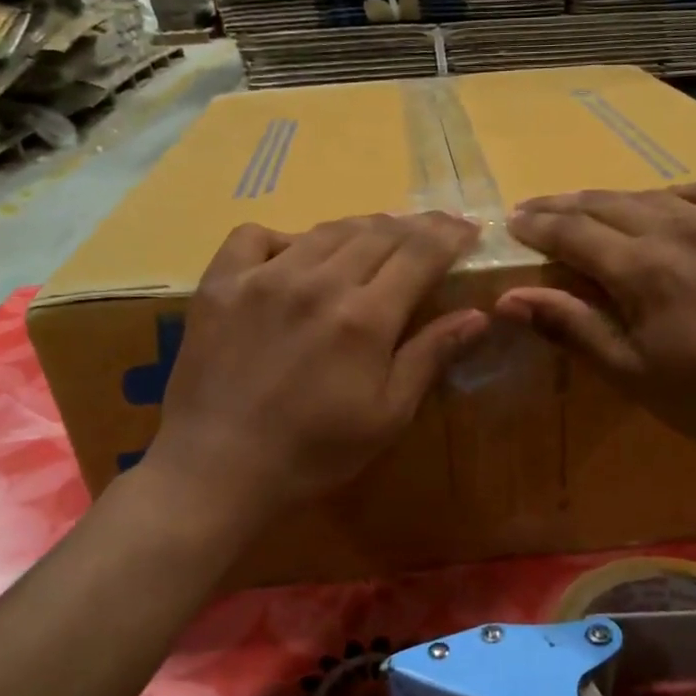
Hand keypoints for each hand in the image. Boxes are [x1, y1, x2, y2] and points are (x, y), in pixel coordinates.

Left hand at [144, 212, 487, 525]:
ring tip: (378, 237)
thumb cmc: (314, 452)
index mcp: (365, 317)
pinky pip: (256, 236)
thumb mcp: (387, 416)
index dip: (450, 235)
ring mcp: (264, 277)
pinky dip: (285, 238)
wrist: (218, 469)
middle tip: (433, 231)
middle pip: (378, 232)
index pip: (420, 253)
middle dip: (415, 226)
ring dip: (362, 227)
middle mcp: (317, 282)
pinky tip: (294, 257)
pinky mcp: (221, 283)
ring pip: (325, 230)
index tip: (468, 229)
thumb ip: (429, 357)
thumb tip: (477, 314)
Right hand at [497, 181, 695, 482]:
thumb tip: (510, 298)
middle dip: (564, 206)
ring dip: (613, 201)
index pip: (574, 233)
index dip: (538, 226)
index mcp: (644, 269)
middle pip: (607, 204)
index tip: (512, 222)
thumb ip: (572, 326)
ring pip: (654, 195)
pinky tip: (666, 206)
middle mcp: (682, 228)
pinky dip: (674, 196)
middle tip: (534, 210)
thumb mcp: (633, 373)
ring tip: (589, 210)